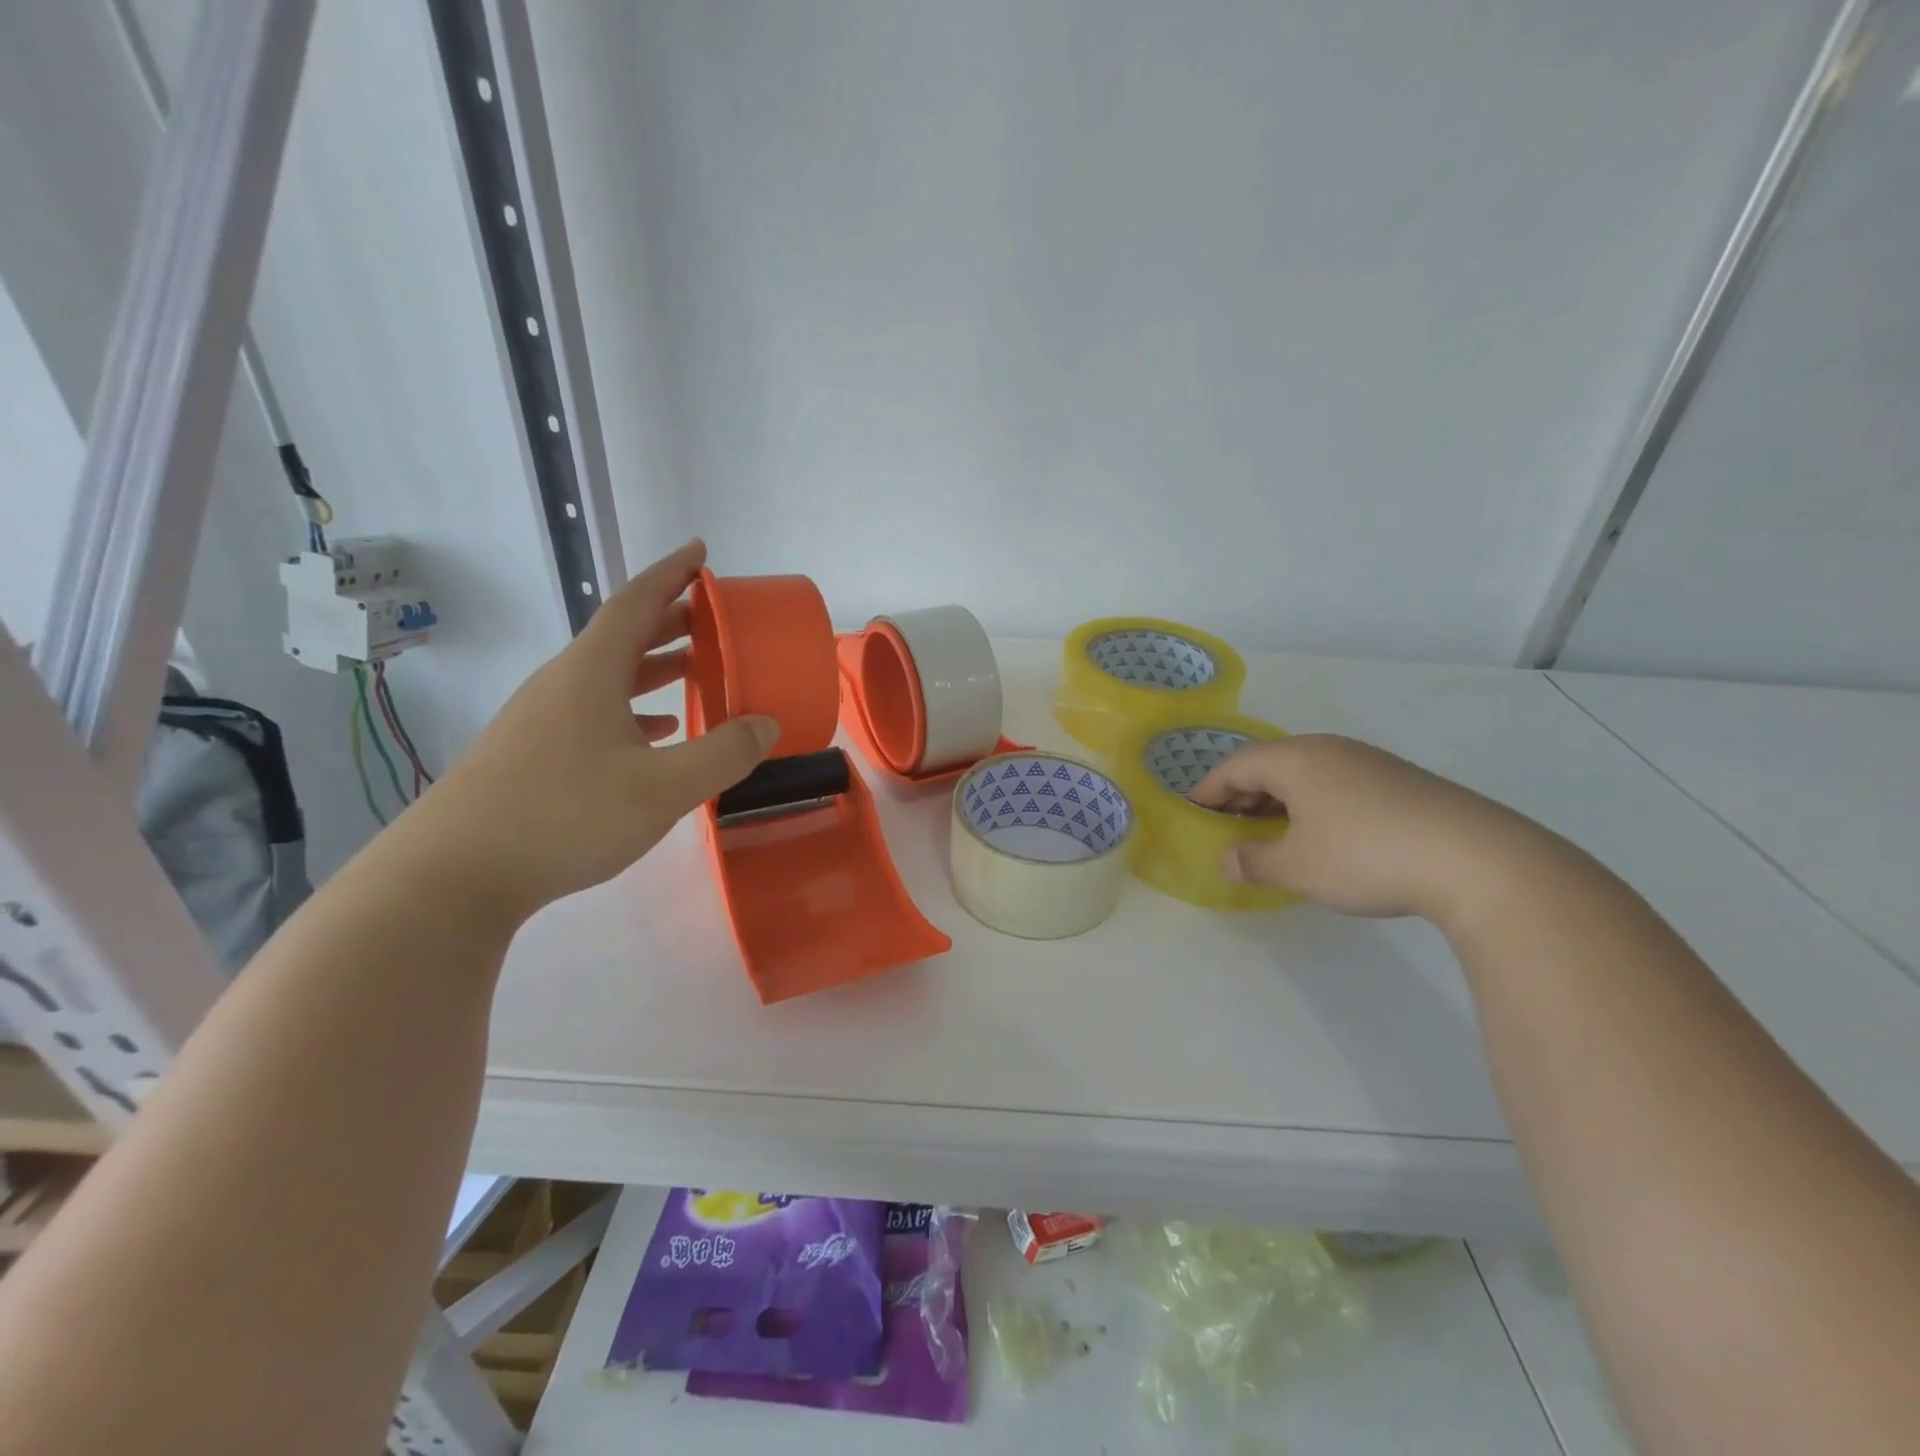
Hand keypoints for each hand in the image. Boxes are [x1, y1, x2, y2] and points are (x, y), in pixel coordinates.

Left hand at [398, 541, 777, 920]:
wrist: (453, 876)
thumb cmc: (564, 816)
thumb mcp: (662, 788)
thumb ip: (723, 754)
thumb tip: (766, 724)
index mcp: (591, 672)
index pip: (636, 603)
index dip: (672, 574)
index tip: (701, 552)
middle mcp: (564, 683)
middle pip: (623, 635)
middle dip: (671, 619)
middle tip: (714, 615)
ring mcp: (543, 718)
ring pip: (609, 675)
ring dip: (654, 665)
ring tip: (695, 667)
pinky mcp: (533, 753)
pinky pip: (595, 710)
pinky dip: (633, 707)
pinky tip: (656, 731)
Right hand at [1190, 734, 1539, 924]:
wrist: (1476, 859)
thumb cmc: (1366, 856)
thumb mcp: (1298, 867)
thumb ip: (1255, 861)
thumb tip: (1227, 860)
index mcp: (1296, 760)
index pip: (1236, 765)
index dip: (1210, 788)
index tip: (1193, 808)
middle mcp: (1328, 749)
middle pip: (1270, 763)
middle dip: (1242, 791)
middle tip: (1226, 821)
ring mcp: (1368, 761)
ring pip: (1306, 771)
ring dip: (1278, 797)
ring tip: (1269, 827)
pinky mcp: (1399, 780)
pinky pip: (1336, 781)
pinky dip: (1312, 801)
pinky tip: (1321, 831)